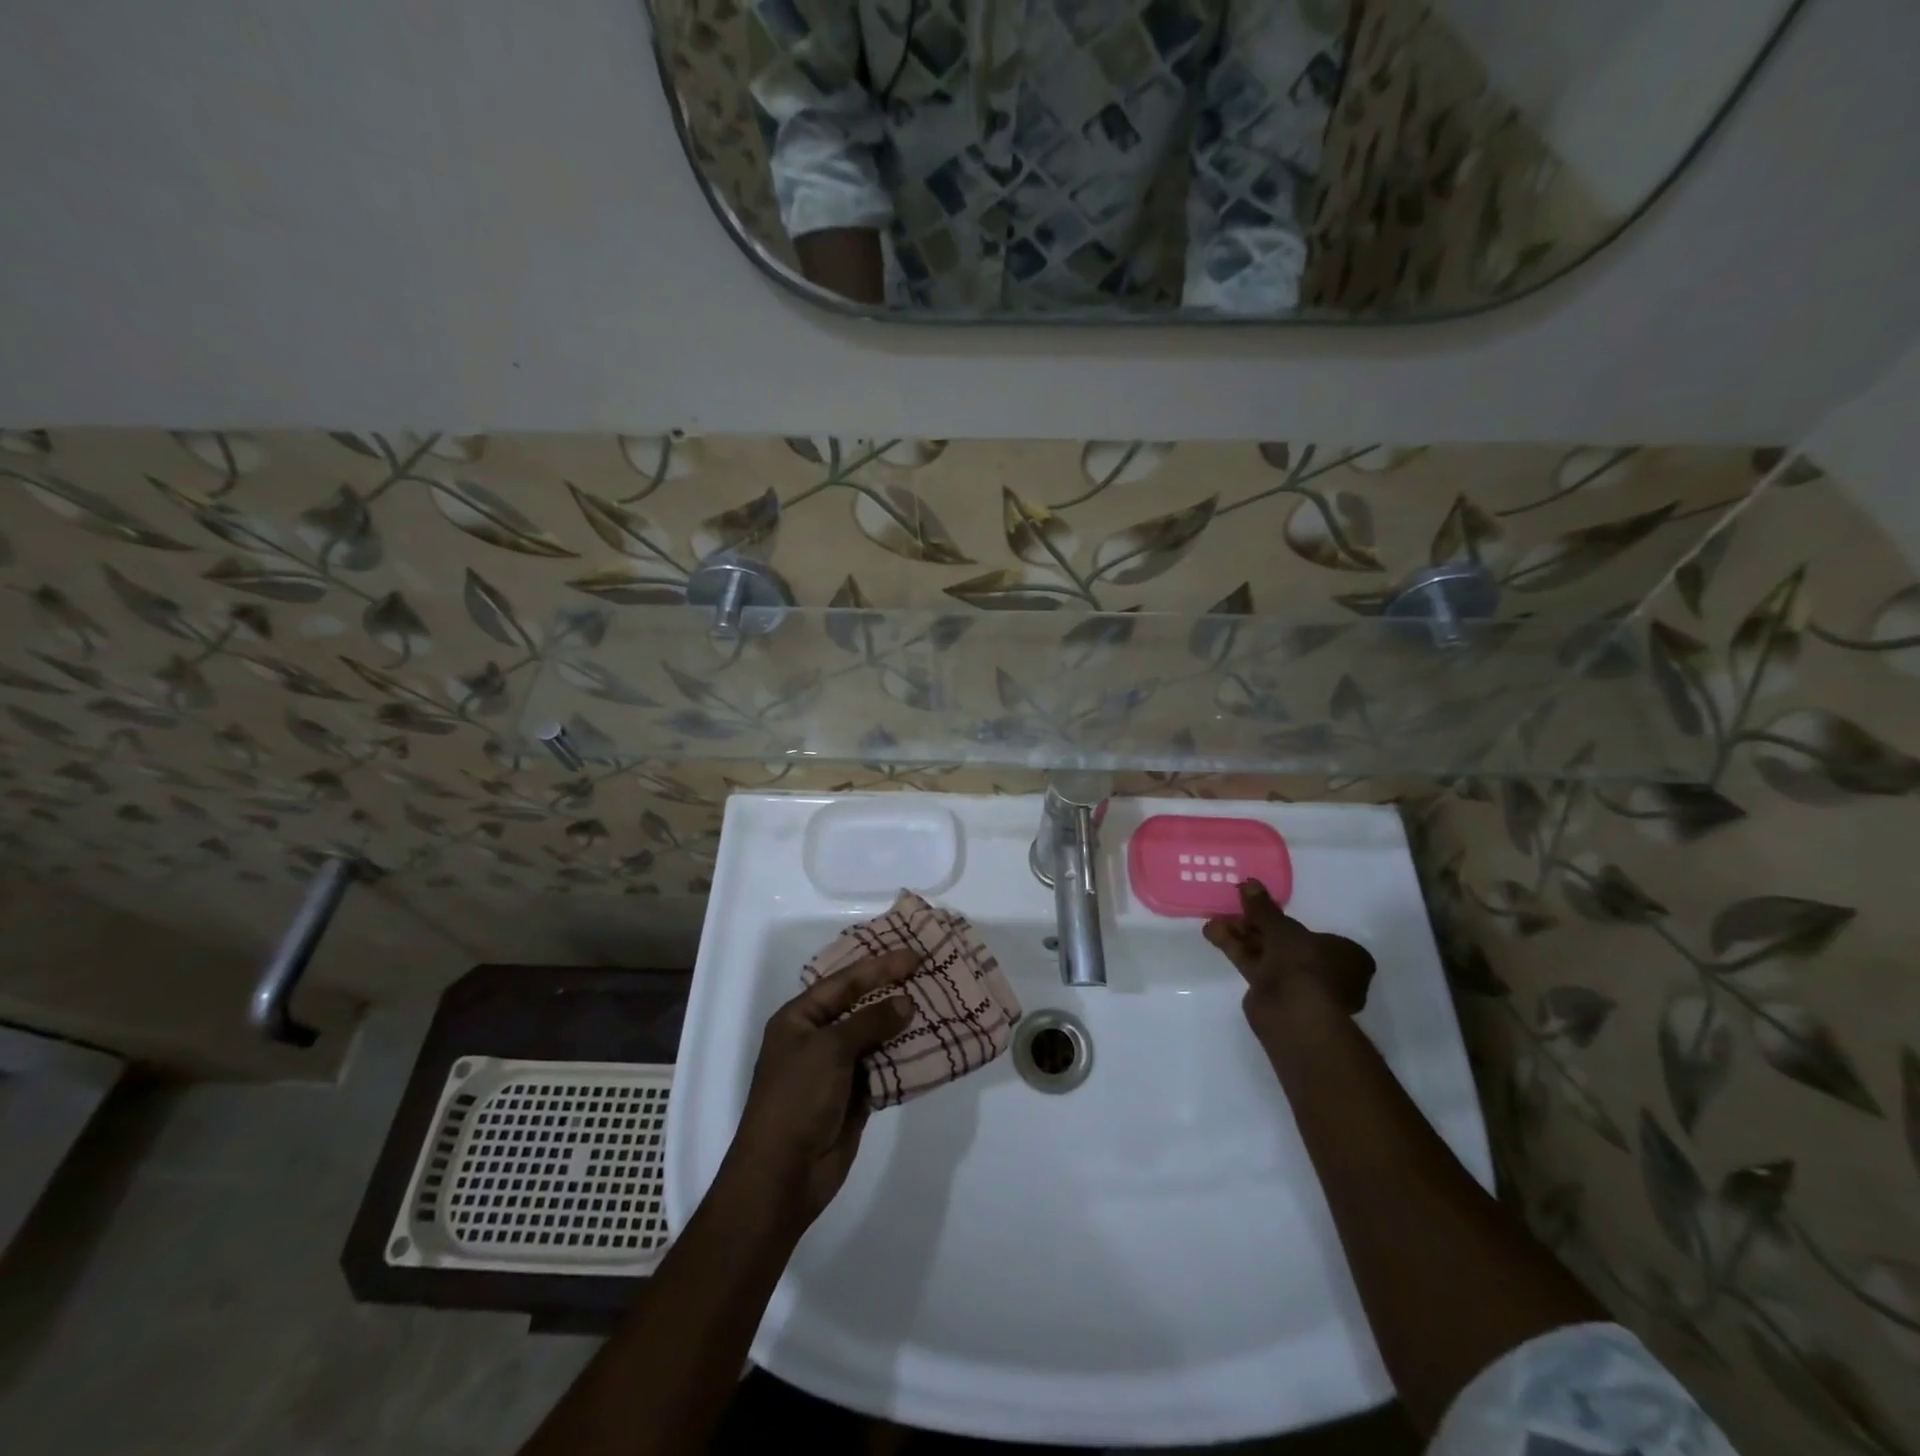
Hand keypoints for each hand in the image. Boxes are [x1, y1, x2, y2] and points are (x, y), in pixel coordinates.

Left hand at [726, 949, 917, 1223]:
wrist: (783, 1174)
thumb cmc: (797, 1098)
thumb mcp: (830, 1048)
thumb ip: (869, 1021)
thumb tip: (905, 1002)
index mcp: (799, 1018)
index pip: (844, 982)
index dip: (879, 967)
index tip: (914, 956)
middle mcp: (816, 1038)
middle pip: (860, 1006)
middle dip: (893, 991)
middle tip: (929, 974)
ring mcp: (835, 1069)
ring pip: (875, 1037)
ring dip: (903, 1024)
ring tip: (938, 1004)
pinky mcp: (854, 1096)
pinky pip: (884, 1067)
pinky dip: (905, 1057)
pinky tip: (931, 1044)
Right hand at [1203, 880, 1374, 1041]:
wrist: (1293, 1013)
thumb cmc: (1304, 963)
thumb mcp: (1282, 928)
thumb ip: (1263, 908)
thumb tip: (1249, 883)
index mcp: (1346, 955)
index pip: (1316, 933)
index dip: (1285, 920)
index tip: (1259, 908)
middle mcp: (1326, 971)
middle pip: (1285, 942)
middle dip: (1256, 927)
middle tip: (1232, 911)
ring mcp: (1299, 986)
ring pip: (1267, 954)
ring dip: (1241, 937)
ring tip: (1212, 922)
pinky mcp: (1274, 995)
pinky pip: (1256, 967)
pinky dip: (1237, 951)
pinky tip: (1213, 935)